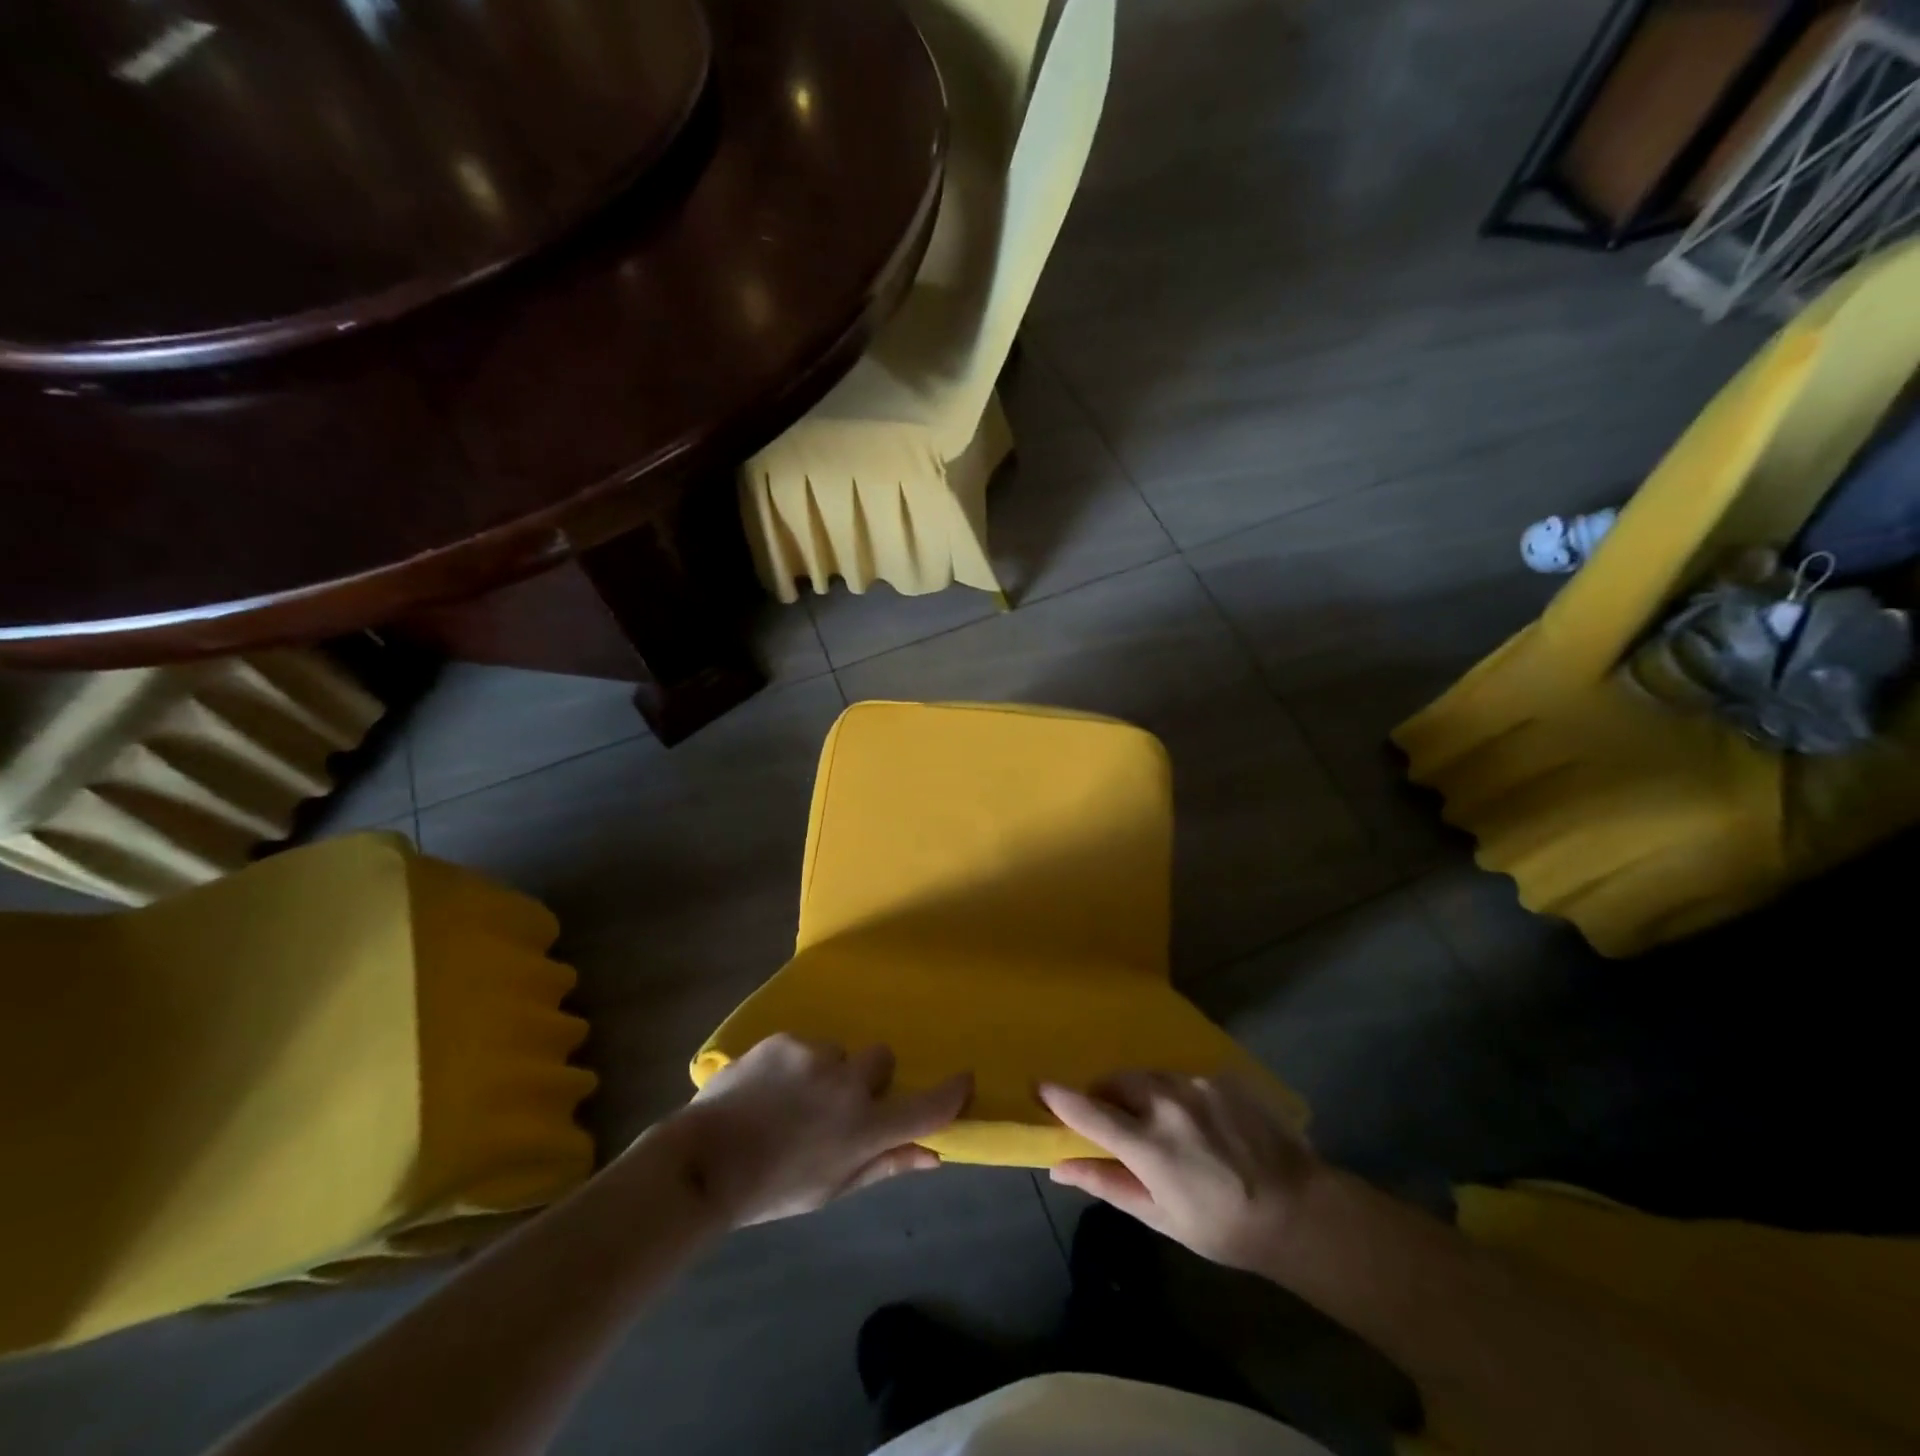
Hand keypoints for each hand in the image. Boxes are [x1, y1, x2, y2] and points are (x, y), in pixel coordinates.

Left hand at [674, 1034, 971, 1225]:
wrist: (704, 1162)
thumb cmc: (773, 1188)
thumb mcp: (833, 1188)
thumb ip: (885, 1164)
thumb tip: (933, 1155)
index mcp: (863, 1129)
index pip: (924, 1107)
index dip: (951, 1093)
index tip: (964, 1080)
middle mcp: (848, 1084)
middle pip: (881, 1059)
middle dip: (867, 1078)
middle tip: (837, 1105)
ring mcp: (815, 1055)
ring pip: (838, 1053)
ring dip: (826, 1072)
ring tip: (790, 1100)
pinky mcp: (785, 1039)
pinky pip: (804, 1046)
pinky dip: (795, 1064)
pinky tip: (767, 1088)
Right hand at [1038, 1071, 1320, 1276]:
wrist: (1300, 1211)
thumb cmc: (1223, 1226)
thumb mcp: (1161, 1216)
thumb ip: (1107, 1183)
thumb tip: (1059, 1165)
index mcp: (1150, 1144)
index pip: (1090, 1111)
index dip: (1060, 1098)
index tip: (1038, 1085)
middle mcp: (1168, 1103)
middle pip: (1118, 1082)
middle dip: (1106, 1095)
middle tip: (1114, 1120)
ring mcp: (1198, 1085)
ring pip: (1151, 1076)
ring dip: (1142, 1092)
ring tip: (1161, 1123)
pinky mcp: (1222, 1078)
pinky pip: (1184, 1078)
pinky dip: (1177, 1094)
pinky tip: (1199, 1122)